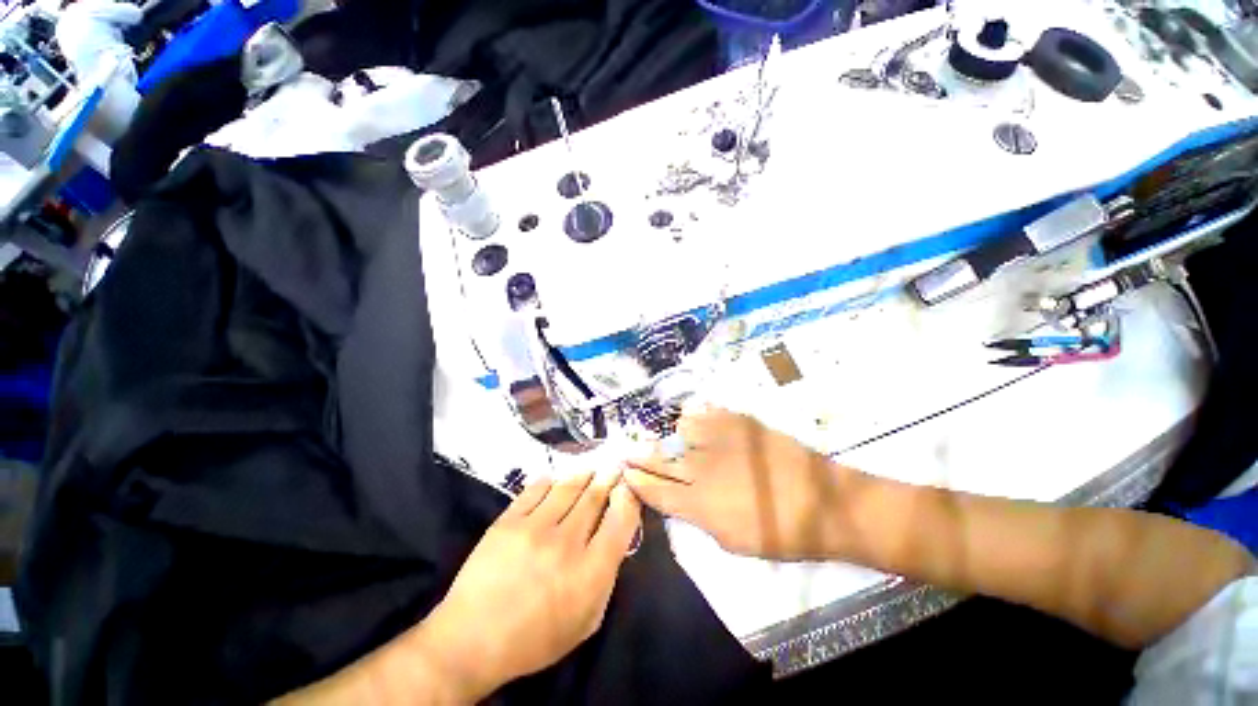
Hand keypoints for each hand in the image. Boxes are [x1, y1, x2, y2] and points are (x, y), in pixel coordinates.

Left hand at [416, 472, 641, 700]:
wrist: (473, 639)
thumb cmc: (536, 638)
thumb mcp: (586, 621)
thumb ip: (606, 579)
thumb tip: (615, 539)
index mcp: (591, 571)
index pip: (621, 520)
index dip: (629, 497)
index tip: (629, 487)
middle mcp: (567, 542)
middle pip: (595, 497)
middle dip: (609, 477)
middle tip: (614, 465)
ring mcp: (535, 527)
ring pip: (568, 487)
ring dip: (584, 474)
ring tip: (591, 468)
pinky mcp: (509, 520)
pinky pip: (536, 489)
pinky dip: (550, 481)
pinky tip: (556, 479)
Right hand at [625, 407, 861, 560]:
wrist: (824, 502)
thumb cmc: (780, 533)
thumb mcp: (732, 541)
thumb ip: (697, 517)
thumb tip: (678, 499)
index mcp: (699, 504)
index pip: (655, 490)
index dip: (636, 481)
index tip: (625, 473)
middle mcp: (701, 468)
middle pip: (659, 459)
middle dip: (638, 456)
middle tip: (626, 451)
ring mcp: (719, 440)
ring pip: (679, 430)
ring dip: (674, 437)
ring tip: (678, 441)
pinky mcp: (736, 421)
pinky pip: (703, 413)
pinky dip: (696, 419)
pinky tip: (697, 423)